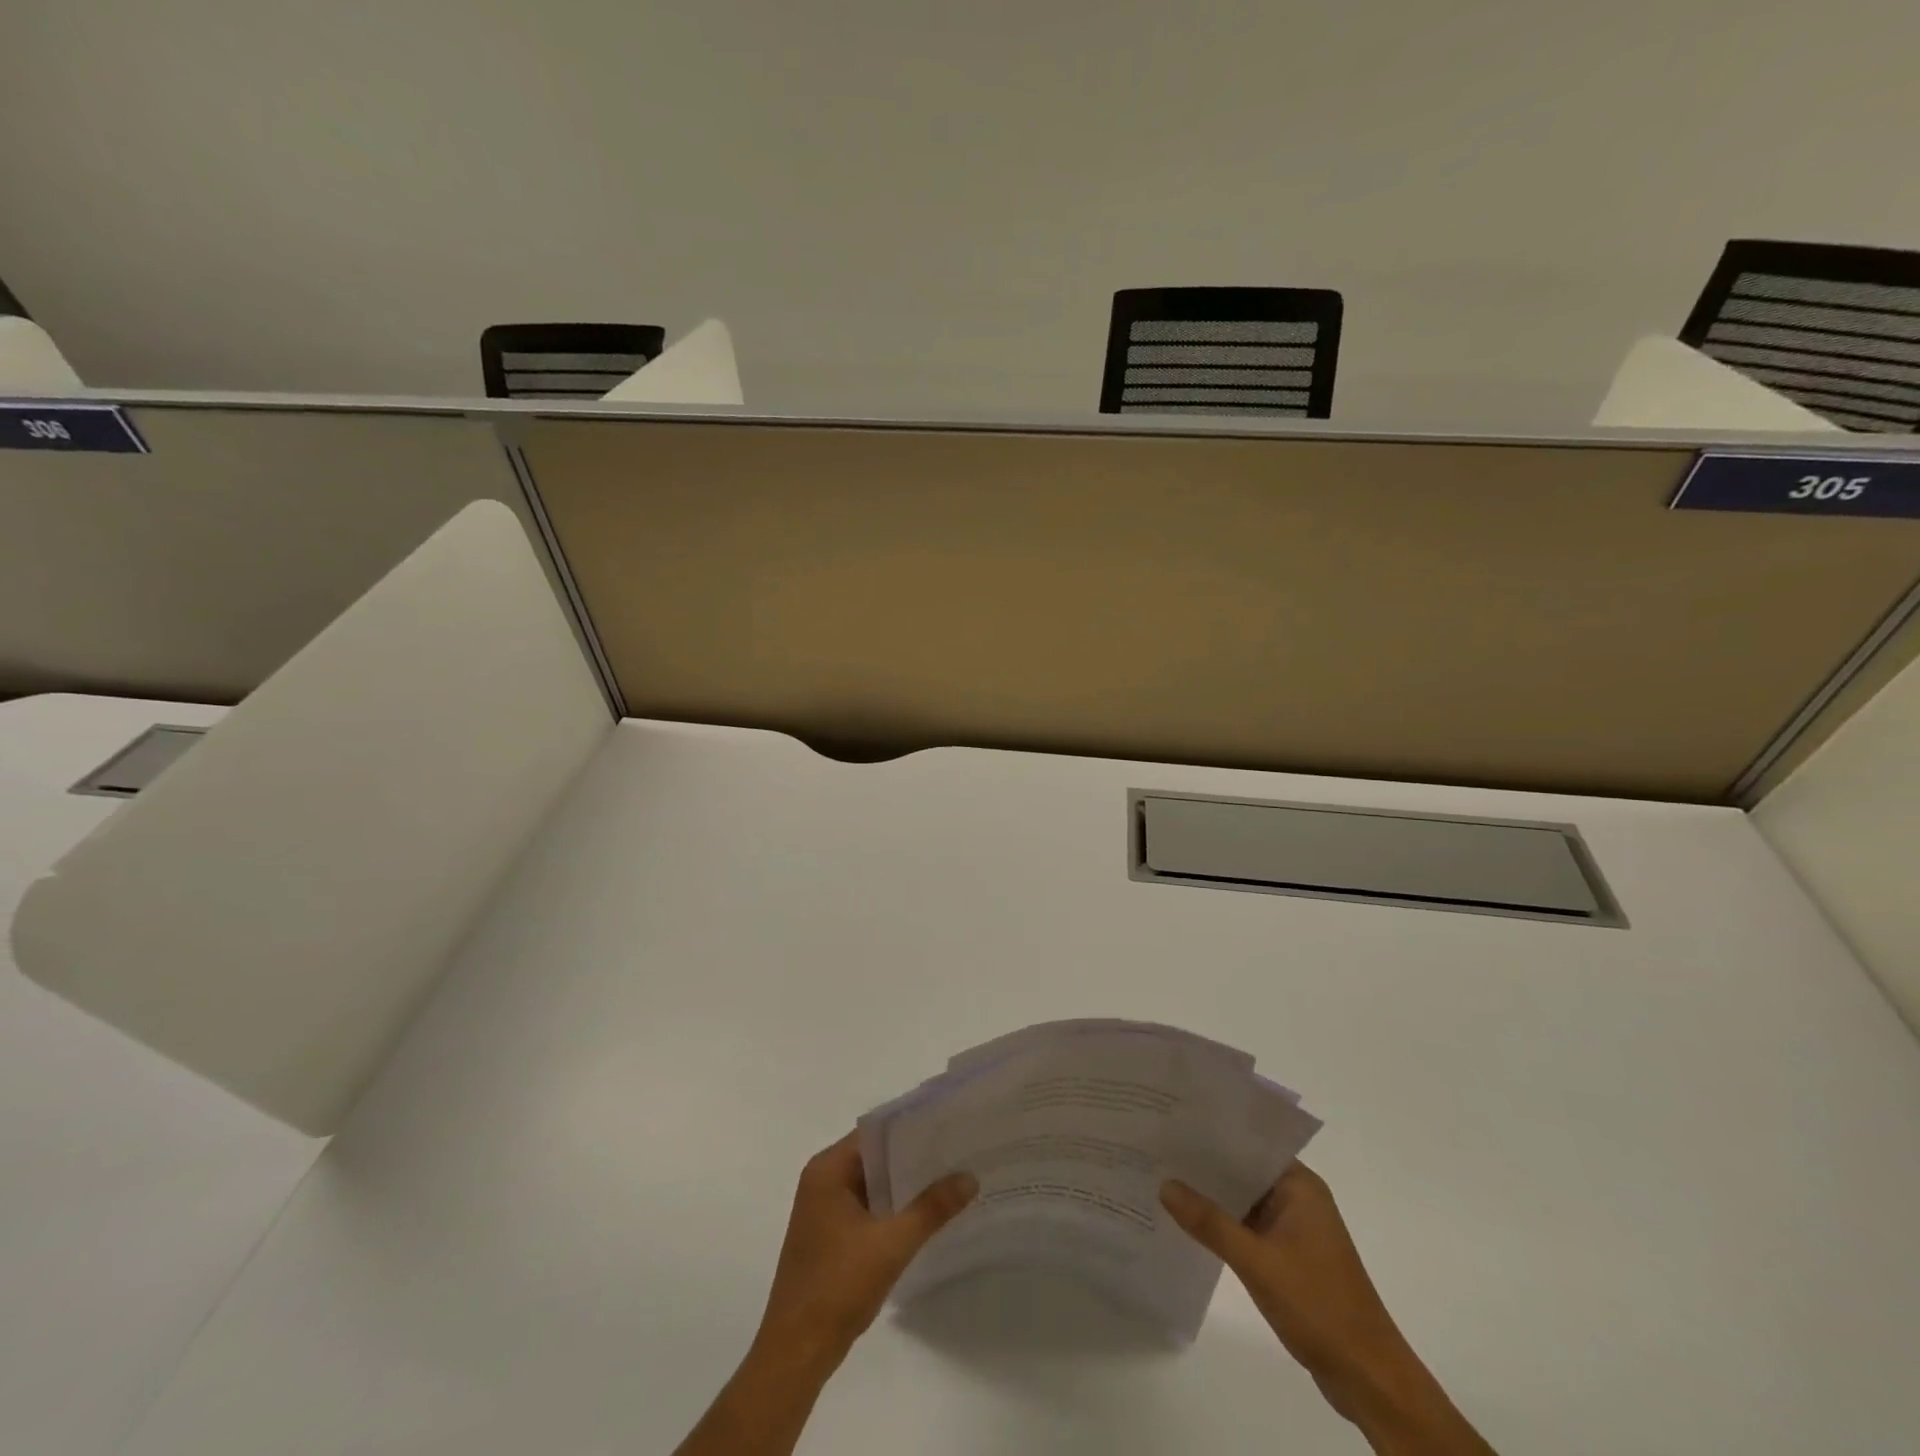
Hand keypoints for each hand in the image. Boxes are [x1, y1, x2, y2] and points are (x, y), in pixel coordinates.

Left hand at [756, 1130, 977, 1369]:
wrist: (796, 1352)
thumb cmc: (838, 1286)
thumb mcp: (892, 1244)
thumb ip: (931, 1208)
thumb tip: (970, 1177)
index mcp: (828, 1169)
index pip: (877, 1132)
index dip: (912, 1127)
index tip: (948, 1126)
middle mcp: (822, 1180)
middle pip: (875, 1156)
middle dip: (913, 1157)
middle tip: (958, 1151)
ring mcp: (823, 1209)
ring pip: (873, 1183)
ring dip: (904, 1185)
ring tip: (950, 1178)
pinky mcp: (829, 1235)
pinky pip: (867, 1207)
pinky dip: (892, 1208)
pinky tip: (924, 1214)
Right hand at [1161, 1164, 1494, 1454]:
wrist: (1369, 1379)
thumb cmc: (1319, 1307)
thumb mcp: (1257, 1262)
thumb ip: (1210, 1222)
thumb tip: (1164, 1185)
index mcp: (1299, 1185)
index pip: (1248, 1143)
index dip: (1210, 1132)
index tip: (1171, 1122)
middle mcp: (1298, 1198)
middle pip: (1243, 1170)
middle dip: (1204, 1163)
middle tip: (1156, 1148)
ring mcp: (1294, 1228)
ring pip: (1243, 1199)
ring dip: (1212, 1195)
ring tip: (1162, 1179)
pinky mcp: (1289, 1255)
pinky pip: (1248, 1226)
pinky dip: (1223, 1223)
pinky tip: (1189, 1222)